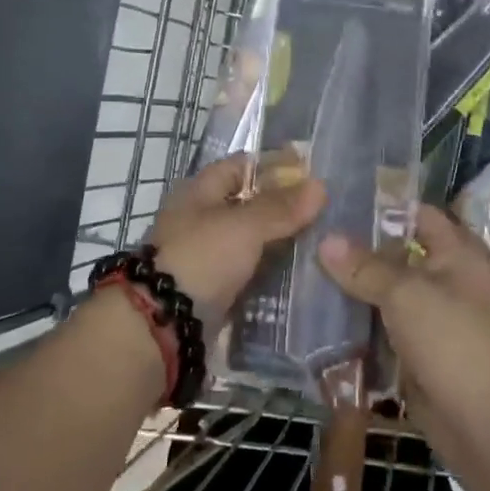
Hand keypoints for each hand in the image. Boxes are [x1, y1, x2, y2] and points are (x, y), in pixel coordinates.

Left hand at [147, 156, 326, 333]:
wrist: (163, 324)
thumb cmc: (201, 257)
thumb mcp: (244, 226)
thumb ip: (281, 208)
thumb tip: (321, 185)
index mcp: (199, 191)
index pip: (242, 166)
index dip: (275, 166)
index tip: (313, 174)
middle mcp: (200, 219)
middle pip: (248, 204)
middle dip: (283, 207)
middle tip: (326, 212)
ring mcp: (206, 256)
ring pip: (251, 241)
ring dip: (279, 242)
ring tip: (322, 243)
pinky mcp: (213, 289)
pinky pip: (248, 273)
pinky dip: (271, 273)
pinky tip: (300, 276)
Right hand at [316, 206, 489, 430]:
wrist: (481, 421)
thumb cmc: (452, 340)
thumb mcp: (406, 293)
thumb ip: (364, 267)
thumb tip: (324, 240)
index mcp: (454, 253)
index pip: (418, 214)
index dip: (383, 206)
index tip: (338, 201)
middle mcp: (442, 279)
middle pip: (395, 254)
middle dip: (356, 249)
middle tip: (310, 235)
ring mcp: (427, 317)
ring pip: (383, 292)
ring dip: (351, 287)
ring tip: (303, 270)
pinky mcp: (413, 350)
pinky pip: (379, 327)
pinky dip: (354, 323)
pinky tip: (316, 314)